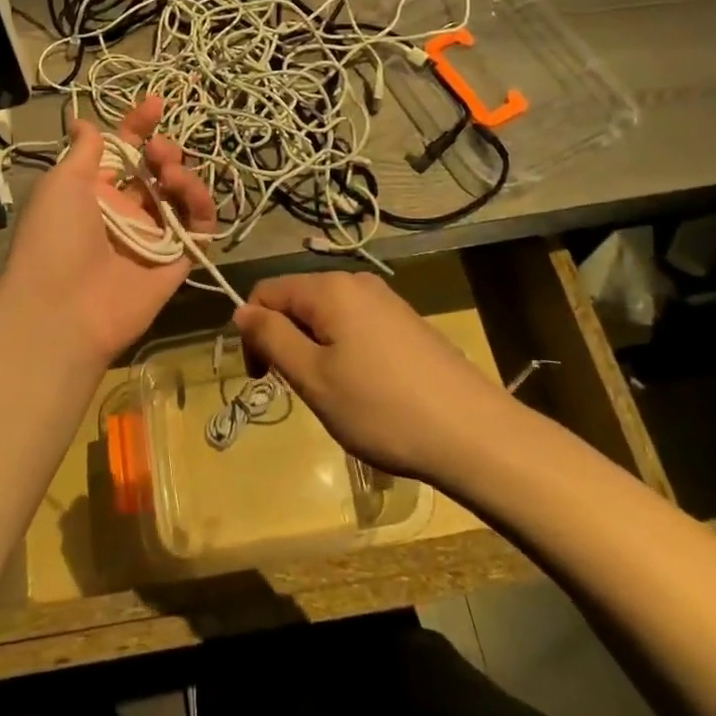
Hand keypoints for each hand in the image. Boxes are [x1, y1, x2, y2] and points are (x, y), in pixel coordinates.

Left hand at [0, 96, 215, 365]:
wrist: (61, 309)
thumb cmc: (54, 237)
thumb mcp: (61, 183)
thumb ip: (83, 151)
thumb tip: (83, 122)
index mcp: (95, 191)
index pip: (124, 151)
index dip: (139, 126)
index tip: (156, 103)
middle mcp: (126, 211)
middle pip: (157, 171)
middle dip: (164, 151)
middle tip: (159, 150)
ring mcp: (153, 237)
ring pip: (181, 196)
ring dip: (182, 175)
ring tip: (170, 172)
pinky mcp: (176, 262)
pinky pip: (198, 229)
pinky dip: (200, 207)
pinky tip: (189, 193)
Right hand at [234, 272, 505, 483]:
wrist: (474, 434)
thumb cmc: (382, 408)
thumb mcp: (314, 377)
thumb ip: (272, 338)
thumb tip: (241, 309)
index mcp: (329, 288)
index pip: (266, 292)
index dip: (254, 332)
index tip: (264, 379)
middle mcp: (357, 282)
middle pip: (298, 301)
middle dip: (286, 341)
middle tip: (302, 391)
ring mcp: (387, 300)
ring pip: (328, 316)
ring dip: (316, 350)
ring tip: (336, 395)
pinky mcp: (407, 322)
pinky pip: (357, 326)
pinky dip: (345, 352)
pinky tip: (367, 391)